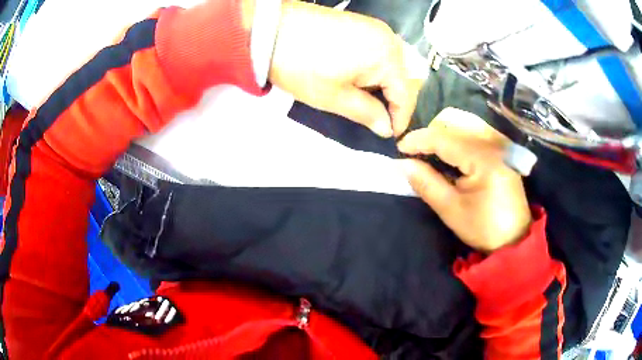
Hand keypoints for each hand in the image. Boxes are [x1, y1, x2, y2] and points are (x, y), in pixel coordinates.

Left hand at [269, 1, 416, 137]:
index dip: (400, 120)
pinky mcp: (361, 24)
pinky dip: (372, 70)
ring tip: (366, 103)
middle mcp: (389, 38)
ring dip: (381, 86)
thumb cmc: (302, 66)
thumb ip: (367, 114)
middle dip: (391, 102)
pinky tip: (359, 80)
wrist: (271, 30)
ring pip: (389, 65)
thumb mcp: (334, 97)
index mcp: (387, 56)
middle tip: (376, 121)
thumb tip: (387, 128)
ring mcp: (375, 28)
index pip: (405, 95)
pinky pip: (378, 52)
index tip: (390, 138)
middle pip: (400, 78)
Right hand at [397, 108, 531, 252]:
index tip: (399, 150)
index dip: (418, 140)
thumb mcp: (451, 209)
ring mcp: (499, 144)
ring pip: (463, 125)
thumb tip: (402, 164)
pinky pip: (473, 133)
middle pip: (453, 124)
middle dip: (429, 135)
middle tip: (414, 154)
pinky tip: (449, 156)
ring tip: (429, 154)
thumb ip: (426, 183)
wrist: (514, 238)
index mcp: (483, 158)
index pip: (443, 138)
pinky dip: (456, 139)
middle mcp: (492, 143)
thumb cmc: (483, 228)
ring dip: (442, 136)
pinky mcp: (501, 150)